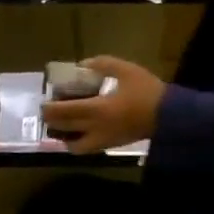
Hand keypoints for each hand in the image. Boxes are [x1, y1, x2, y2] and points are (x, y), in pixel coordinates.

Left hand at [41, 55, 166, 153]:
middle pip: (62, 128)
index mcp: (97, 109)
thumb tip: (82, 65)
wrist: (170, 116)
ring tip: (60, 124)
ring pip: (71, 145)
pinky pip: (84, 149)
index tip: (44, 101)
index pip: (63, 112)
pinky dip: (75, 143)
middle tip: (48, 111)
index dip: (49, 108)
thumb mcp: (127, 71)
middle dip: (51, 121)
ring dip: (61, 136)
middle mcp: (94, 128)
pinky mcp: (108, 146)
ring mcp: (100, 140)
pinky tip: (76, 133)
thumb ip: (103, 65)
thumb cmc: (148, 92)